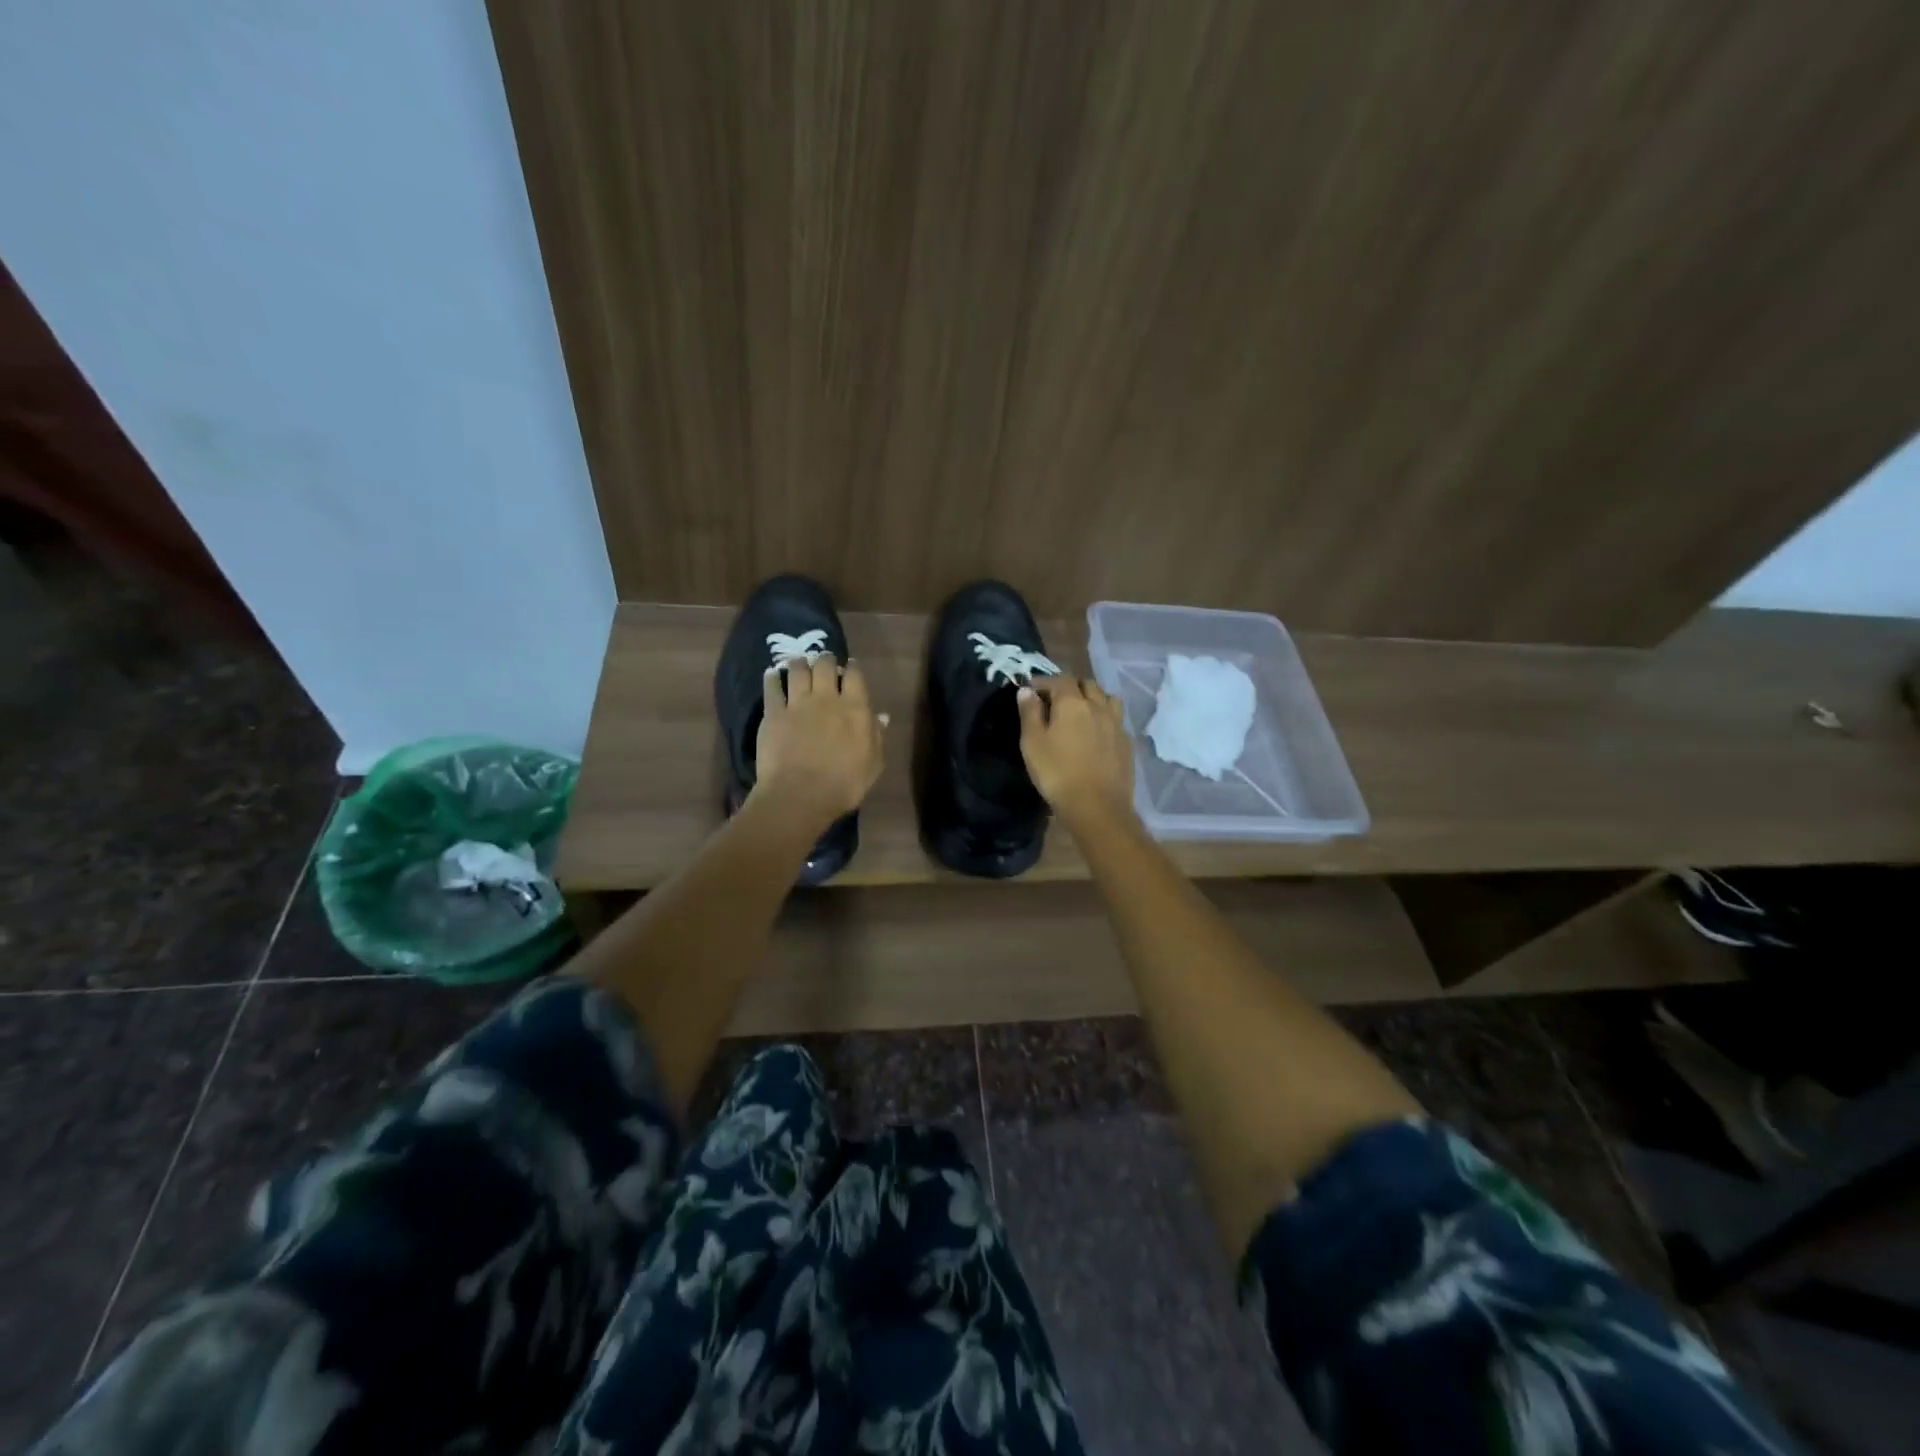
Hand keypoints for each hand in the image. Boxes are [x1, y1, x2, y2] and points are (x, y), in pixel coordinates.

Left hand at [752, 654, 885, 829]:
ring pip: (797, 670)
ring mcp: (797, 703)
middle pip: (825, 665)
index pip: (855, 675)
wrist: (800, 795)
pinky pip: (772, 688)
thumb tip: (882, 716)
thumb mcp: (873, 764)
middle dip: (825, 659)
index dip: (853, 668)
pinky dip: (772, 678)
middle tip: (825, 661)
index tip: (851, 668)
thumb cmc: (844, 784)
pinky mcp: (773, 713)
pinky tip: (771, 674)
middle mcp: (826, 698)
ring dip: (799, 663)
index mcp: (855, 708)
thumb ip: (877, 736)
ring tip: (799, 662)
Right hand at [1017, 677, 1136, 831]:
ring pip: (1106, 698)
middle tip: (1054, 700)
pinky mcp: (1126, 742)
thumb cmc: (1057, 773)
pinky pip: (1116, 719)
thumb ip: (1029, 713)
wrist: (1097, 807)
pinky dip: (1104, 717)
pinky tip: (1096, 732)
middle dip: (1069, 686)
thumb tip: (1027, 690)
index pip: (1059, 680)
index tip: (1030, 689)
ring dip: (1092, 698)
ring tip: (1079, 711)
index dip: (1043, 681)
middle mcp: (1098, 706)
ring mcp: (1116, 724)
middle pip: (1086, 684)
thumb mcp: (1032, 743)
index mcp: (1073, 703)